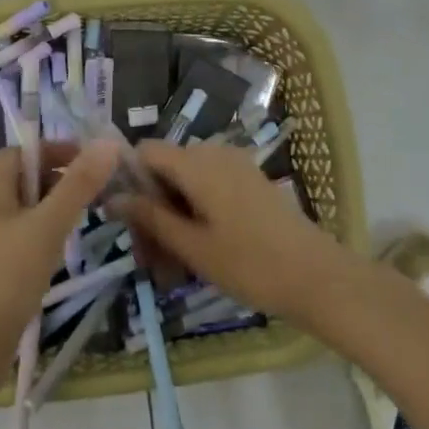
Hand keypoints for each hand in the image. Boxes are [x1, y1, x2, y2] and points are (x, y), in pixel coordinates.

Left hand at [0, 140, 120, 377]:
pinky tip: (60, 257)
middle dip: (59, 181)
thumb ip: (78, 185)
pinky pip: (20, 241)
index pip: (21, 152)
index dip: (54, 150)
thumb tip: (107, 143)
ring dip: (54, 212)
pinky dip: (43, 239)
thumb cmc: (5, 278)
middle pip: (23, 181)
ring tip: (84, 224)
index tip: (90, 162)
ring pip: (24, 213)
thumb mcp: (48, 226)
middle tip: (94, 194)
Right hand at [117, 141, 353, 324]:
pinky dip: (196, 215)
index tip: (126, 221)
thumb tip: (111, 197)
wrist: (317, 276)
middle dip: (151, 209)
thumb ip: (150, 218)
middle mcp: (215, 153)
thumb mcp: (192, 246)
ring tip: (172, 266)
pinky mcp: (250, 182)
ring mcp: (236, 166)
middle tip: (149, 258)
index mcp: (197, 163)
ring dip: (173, 217)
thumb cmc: (249, 263)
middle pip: (166, 169)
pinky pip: (209, 189)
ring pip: (187, 183)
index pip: (145, 151)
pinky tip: (198, 252)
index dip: (128, 180)